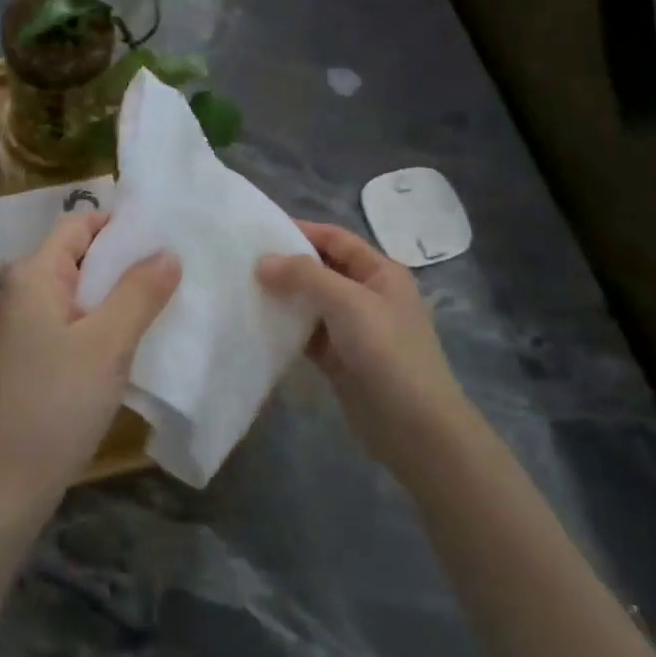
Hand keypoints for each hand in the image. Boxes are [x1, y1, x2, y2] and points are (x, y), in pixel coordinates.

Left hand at [0, 212, 179, 515]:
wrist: (7, 481)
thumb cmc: (57, 401)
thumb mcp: (108, 342)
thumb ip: (139, 292)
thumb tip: (167, 252)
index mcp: (34, 274)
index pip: (79, 224)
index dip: (120, 224)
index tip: (165, 234)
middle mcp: (22, 290)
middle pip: (79, 256)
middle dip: (125, 260)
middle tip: (175, 266)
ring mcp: (24, 325)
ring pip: (78, 292)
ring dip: (117, 293)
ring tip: (164, 298)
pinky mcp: (31, 355)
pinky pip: (72, 321)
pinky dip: (102, 320)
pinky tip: (134, 336)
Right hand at [257, 221, 472, 473]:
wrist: (414, 427)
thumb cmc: (387, 351)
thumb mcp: (348, 302)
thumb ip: (304, 276)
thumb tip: (262, 261)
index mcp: (380, 272)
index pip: (336, 239)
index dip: (301, 230)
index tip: (259, 229)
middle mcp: (367, 295)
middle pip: (321, 269)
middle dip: (286, 264)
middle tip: (242, 261)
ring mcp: (352, 329)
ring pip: (311, 302)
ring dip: (283, 296)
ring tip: (242, 288)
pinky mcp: (339, 359)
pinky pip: (306, 334)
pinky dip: (285, 327)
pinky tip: (257, 323)